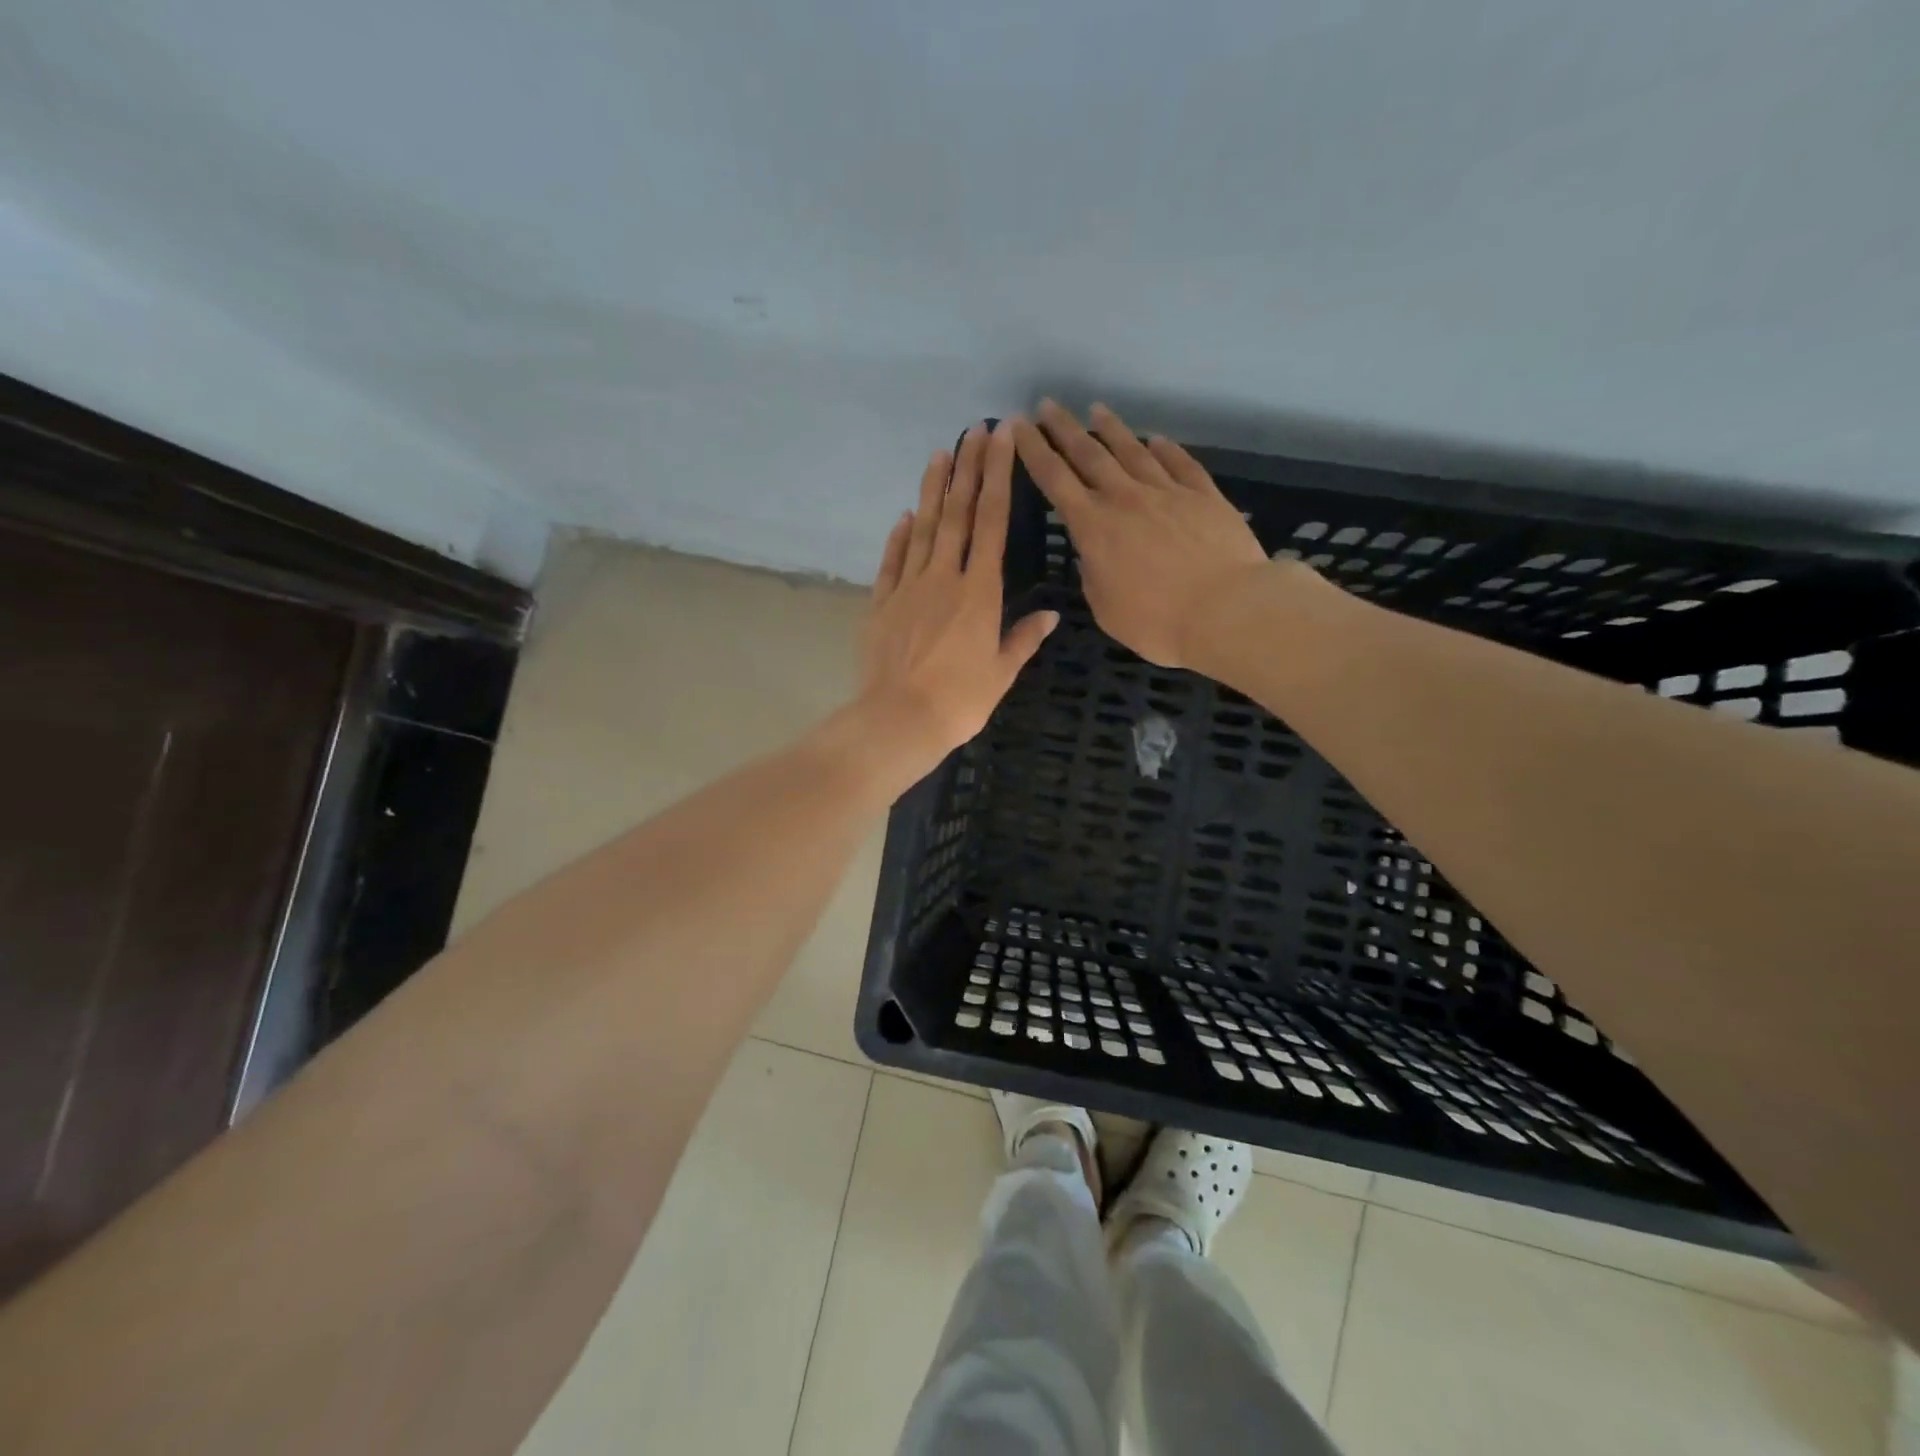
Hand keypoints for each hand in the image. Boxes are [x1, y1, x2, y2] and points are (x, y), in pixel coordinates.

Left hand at [858, 420, 1059, 778]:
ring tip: (940, 454)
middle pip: (956, 514)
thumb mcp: (1001, 673)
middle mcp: (944, 578)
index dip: (997, 477)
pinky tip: (903, 516)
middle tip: (974, 429)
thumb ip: (1023, 639)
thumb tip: (1051, 615)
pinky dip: (898, 537)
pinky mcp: (881, 604)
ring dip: (932, 490)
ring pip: (921, 529)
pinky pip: (891, 562)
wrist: (899, 720)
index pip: (992, 522)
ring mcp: (908, 588)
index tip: (1001, 439)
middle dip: (968, 468)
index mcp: (980, 592)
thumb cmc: (960, 701)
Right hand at [1013, 401, 1270, 668]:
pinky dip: (1165, 449)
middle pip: (1089, 454)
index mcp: (1094, 527)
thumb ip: (1093, 576)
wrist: (1227, 610)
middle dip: (1064, 428)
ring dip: (1112, 429)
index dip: (1034, 451)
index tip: (1018, 426)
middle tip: (1047, 405)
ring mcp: (1167, 492)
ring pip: (1133, 451)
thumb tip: (1093, 554)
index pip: (1055, 480)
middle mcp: (1125, 498)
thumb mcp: (1106, 609)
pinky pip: (1179, 464)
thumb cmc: (1157, 621)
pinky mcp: (1204, 495)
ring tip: (1097, 410)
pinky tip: (1156, 439)